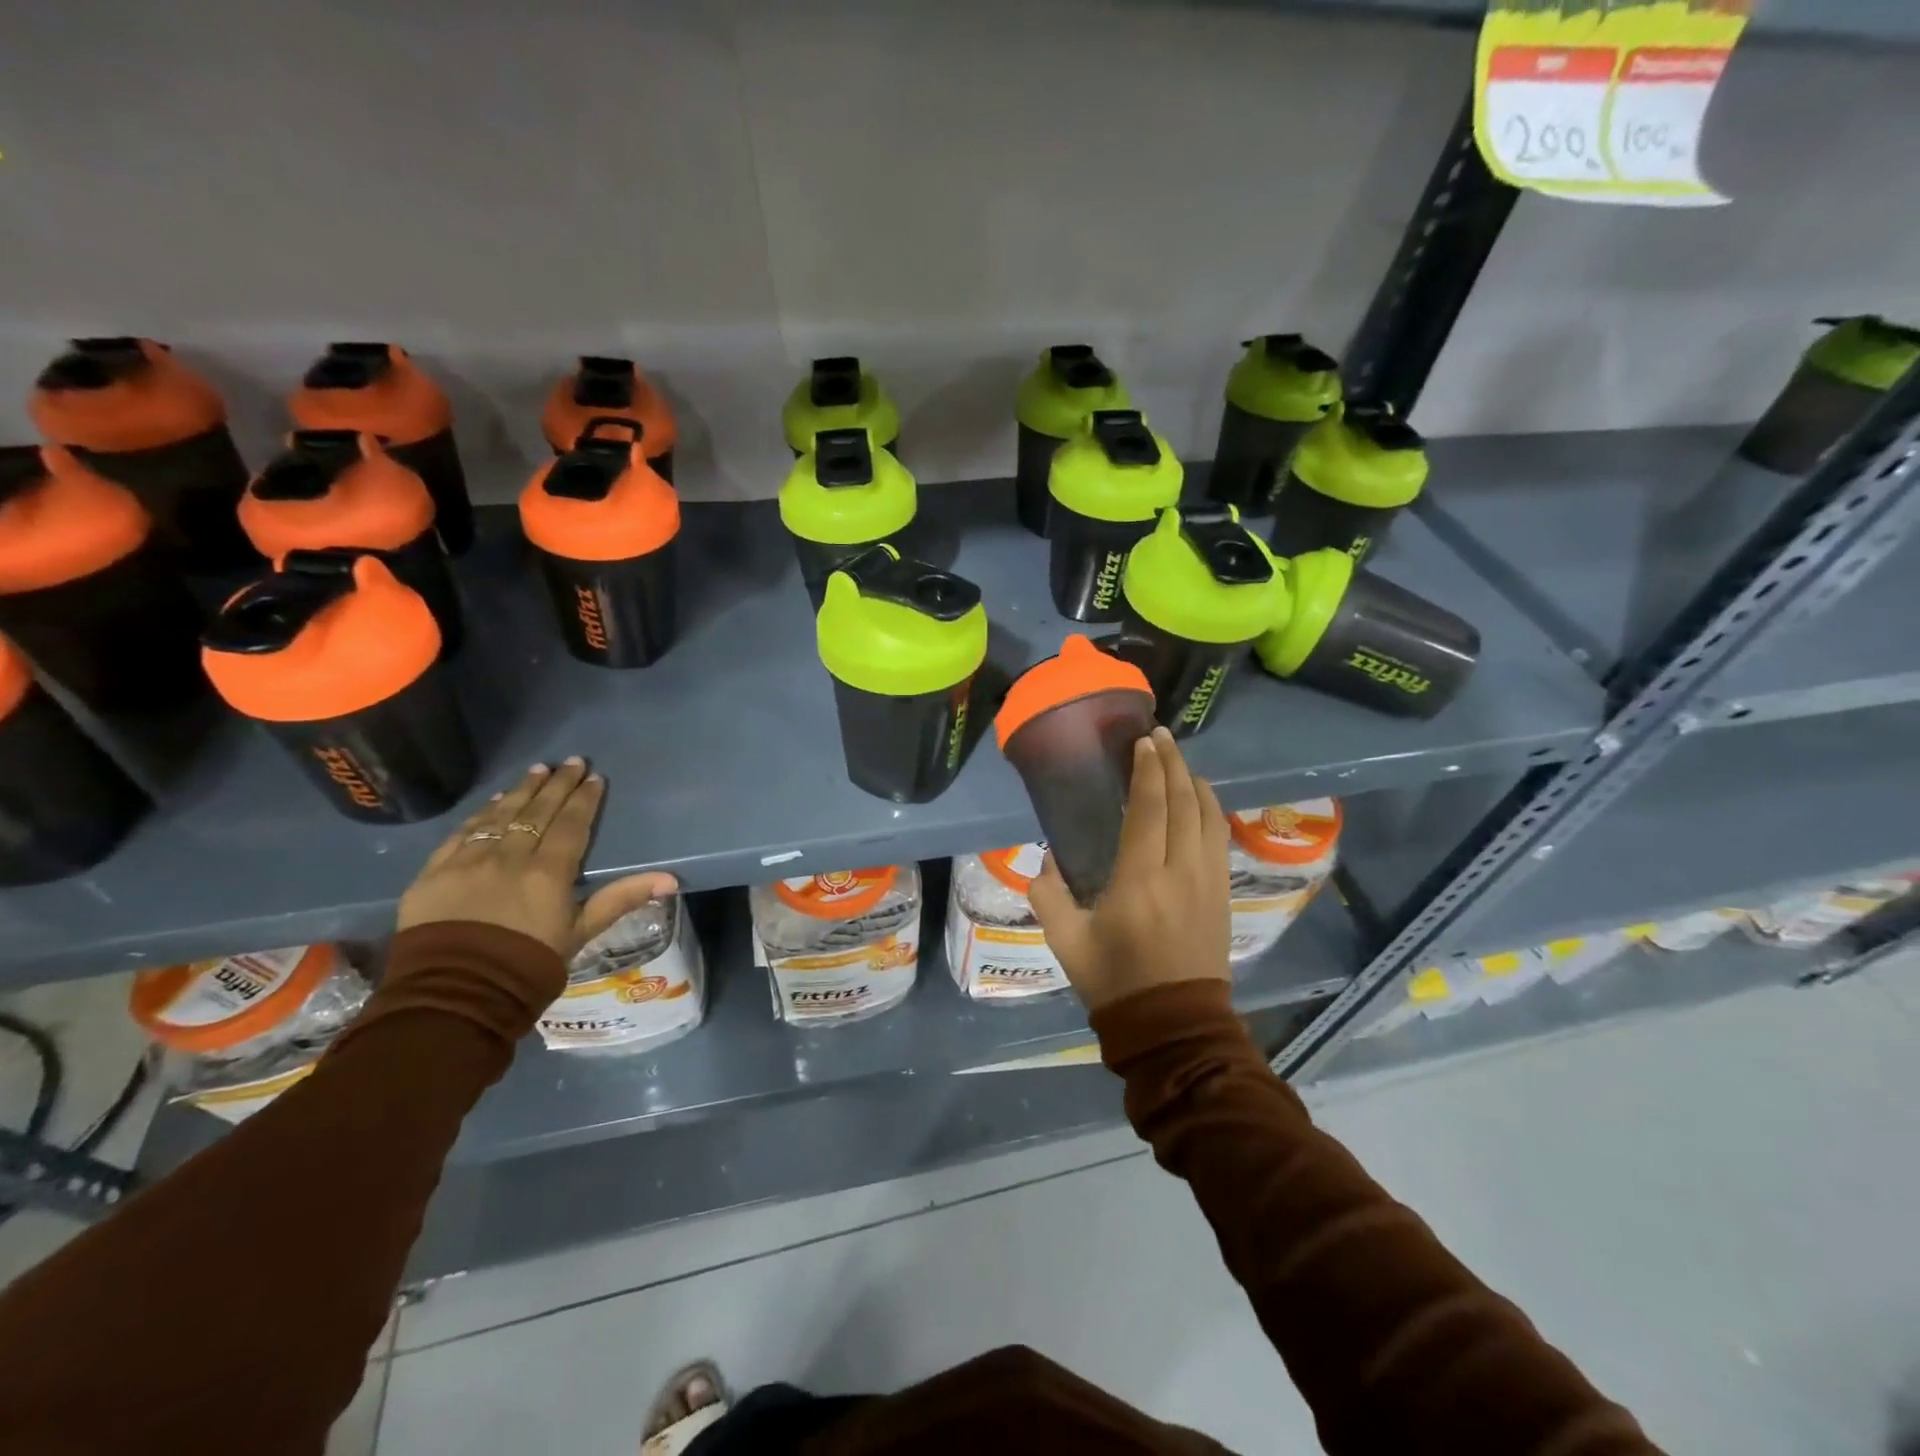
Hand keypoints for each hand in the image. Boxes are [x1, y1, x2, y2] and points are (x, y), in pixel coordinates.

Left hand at [397, 758, 677, 956]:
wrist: (454, 996)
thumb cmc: (528, 966)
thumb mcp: (580, 933)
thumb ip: (621, 899)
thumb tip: (670, 878)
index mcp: (548, 872)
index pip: (571, 824)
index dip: (584, 799)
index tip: (594, 778)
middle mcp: (510, 857)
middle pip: (537, 811)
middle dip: (557, 784)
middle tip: (571, 761)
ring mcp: (469, 861)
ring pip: (500, 815)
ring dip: (522, 790)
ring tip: (537, 770)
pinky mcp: (435, 872)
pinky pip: (462, 833)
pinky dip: (482, 814)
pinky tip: (494, 802)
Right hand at [1028, 728, 1231, 1011]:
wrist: (1174, 1026)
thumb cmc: (1115, 982)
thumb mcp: (1066, 942)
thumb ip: (1048, 895)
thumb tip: (1044, 860)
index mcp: (1140, 880)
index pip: (1149, 809)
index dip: (1148, 770)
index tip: (1144, 742)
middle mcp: (1181, 871)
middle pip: (1184, 802)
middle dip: (1173, 764)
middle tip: (1161, 737)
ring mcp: (1208, 882)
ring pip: (1208, 816)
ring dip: (1195, 782)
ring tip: (1180, 761)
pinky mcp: (1223, 895)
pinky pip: (1220, 838)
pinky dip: (1211, 810)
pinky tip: (1201, 800)